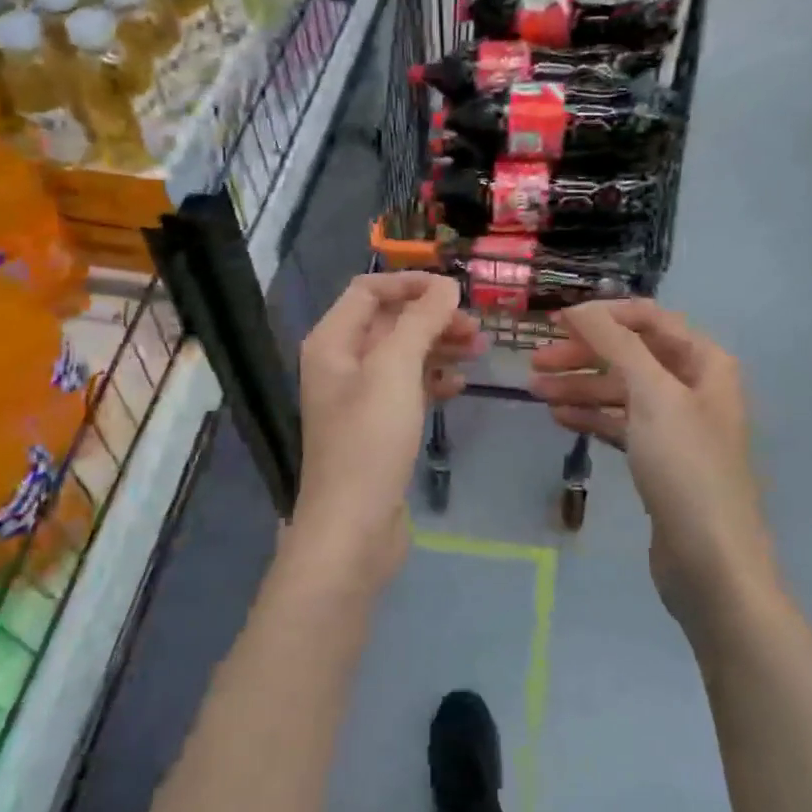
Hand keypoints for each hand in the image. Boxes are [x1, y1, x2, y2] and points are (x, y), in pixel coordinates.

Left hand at [292, 273, 483, 591]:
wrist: (353, 528)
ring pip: (402, 356)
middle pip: (389, 322)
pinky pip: (407, 389)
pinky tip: (459, 386)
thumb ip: (420, 321)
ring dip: (438, 347)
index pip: (369, 290)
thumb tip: (446, 286)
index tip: (454, 291)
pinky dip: (432, 381)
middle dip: (431, 318)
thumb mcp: (395, 370)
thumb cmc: (370, 440)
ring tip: (479, 351)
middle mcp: (340, 363)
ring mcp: (359, 397)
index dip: (410, 284)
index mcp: (332, 342)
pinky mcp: (377, 427)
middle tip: (475, 328)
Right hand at [529, 300, 776, 640]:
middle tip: (536, 363)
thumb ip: (615, 343)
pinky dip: (591, 417)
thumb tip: (579, 308)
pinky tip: (559, 418)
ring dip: (580, 387)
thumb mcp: (652, 394)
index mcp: (704, 362)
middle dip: (584, 354)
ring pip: (621, 391)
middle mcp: (693, 386)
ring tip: (536, 391)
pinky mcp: (660, 460)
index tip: (555, 322)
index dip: (602, 315)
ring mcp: (676, 425)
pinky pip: (620, 424)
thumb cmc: (686, 467)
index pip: (648, 319)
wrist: (712, 561)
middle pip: (631, 355)